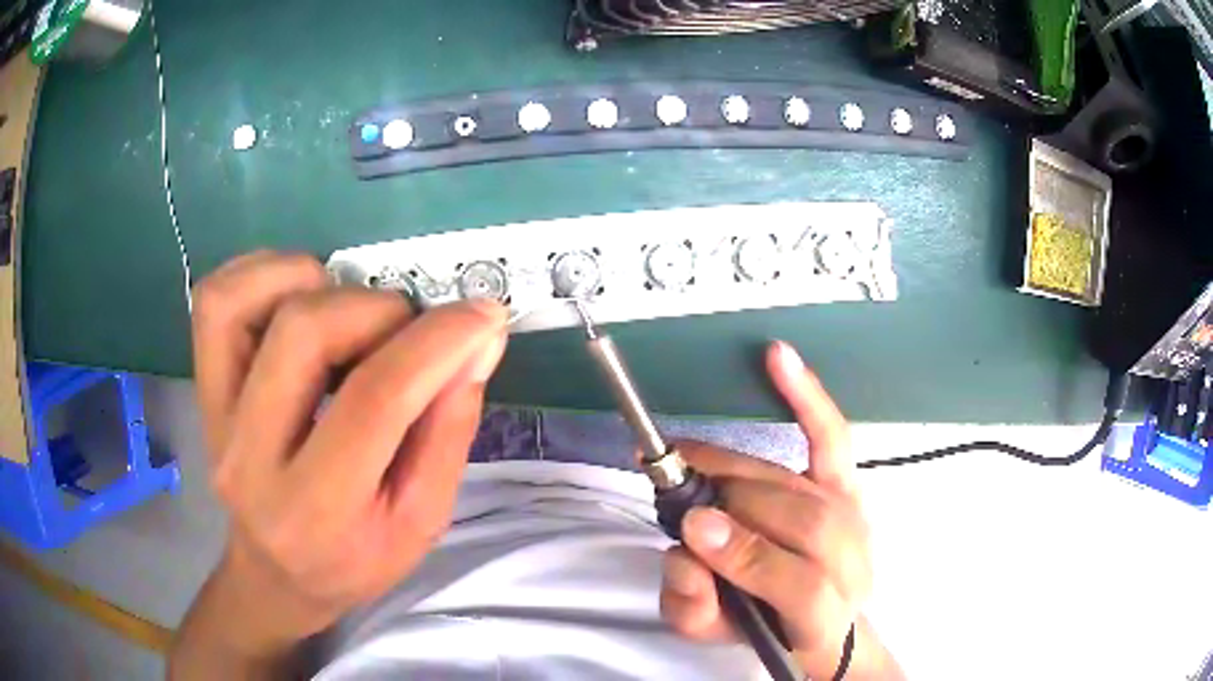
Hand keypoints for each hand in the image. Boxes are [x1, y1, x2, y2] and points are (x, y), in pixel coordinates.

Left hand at [171, 252, 506, 677]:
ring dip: (312, 283)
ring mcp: (214, 417)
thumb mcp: (421, 521)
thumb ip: (449, 431)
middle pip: (302, 334)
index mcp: (316, 509)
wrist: (276, 574)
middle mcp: (249, 458)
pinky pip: (215, 301)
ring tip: (349, 312)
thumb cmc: (355, 559)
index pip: (373, 401)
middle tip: (407, 333)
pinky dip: (261, 274)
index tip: (483, 316)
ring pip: (242, 303)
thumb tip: (477, 341)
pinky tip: (300, 295)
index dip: (435, 343)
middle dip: (375, 311)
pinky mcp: (202, 388)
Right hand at [660, 342, 901, 679]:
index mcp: (820, 614)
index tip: (692, 525)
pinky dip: (805, 397)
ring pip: (797, 485)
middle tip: (674, 490)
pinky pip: (828, 436)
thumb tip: (686, 553)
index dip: (744, 555)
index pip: (797, 584)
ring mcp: (852, 515)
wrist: (824, 620)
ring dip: (735, 471)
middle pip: (798, 520)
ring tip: (688, 464)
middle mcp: (850, 560)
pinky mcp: (846, 482)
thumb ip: (692, 608)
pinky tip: (779, 358)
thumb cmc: (765, 625)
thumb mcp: (717, 634)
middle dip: (726, 501)